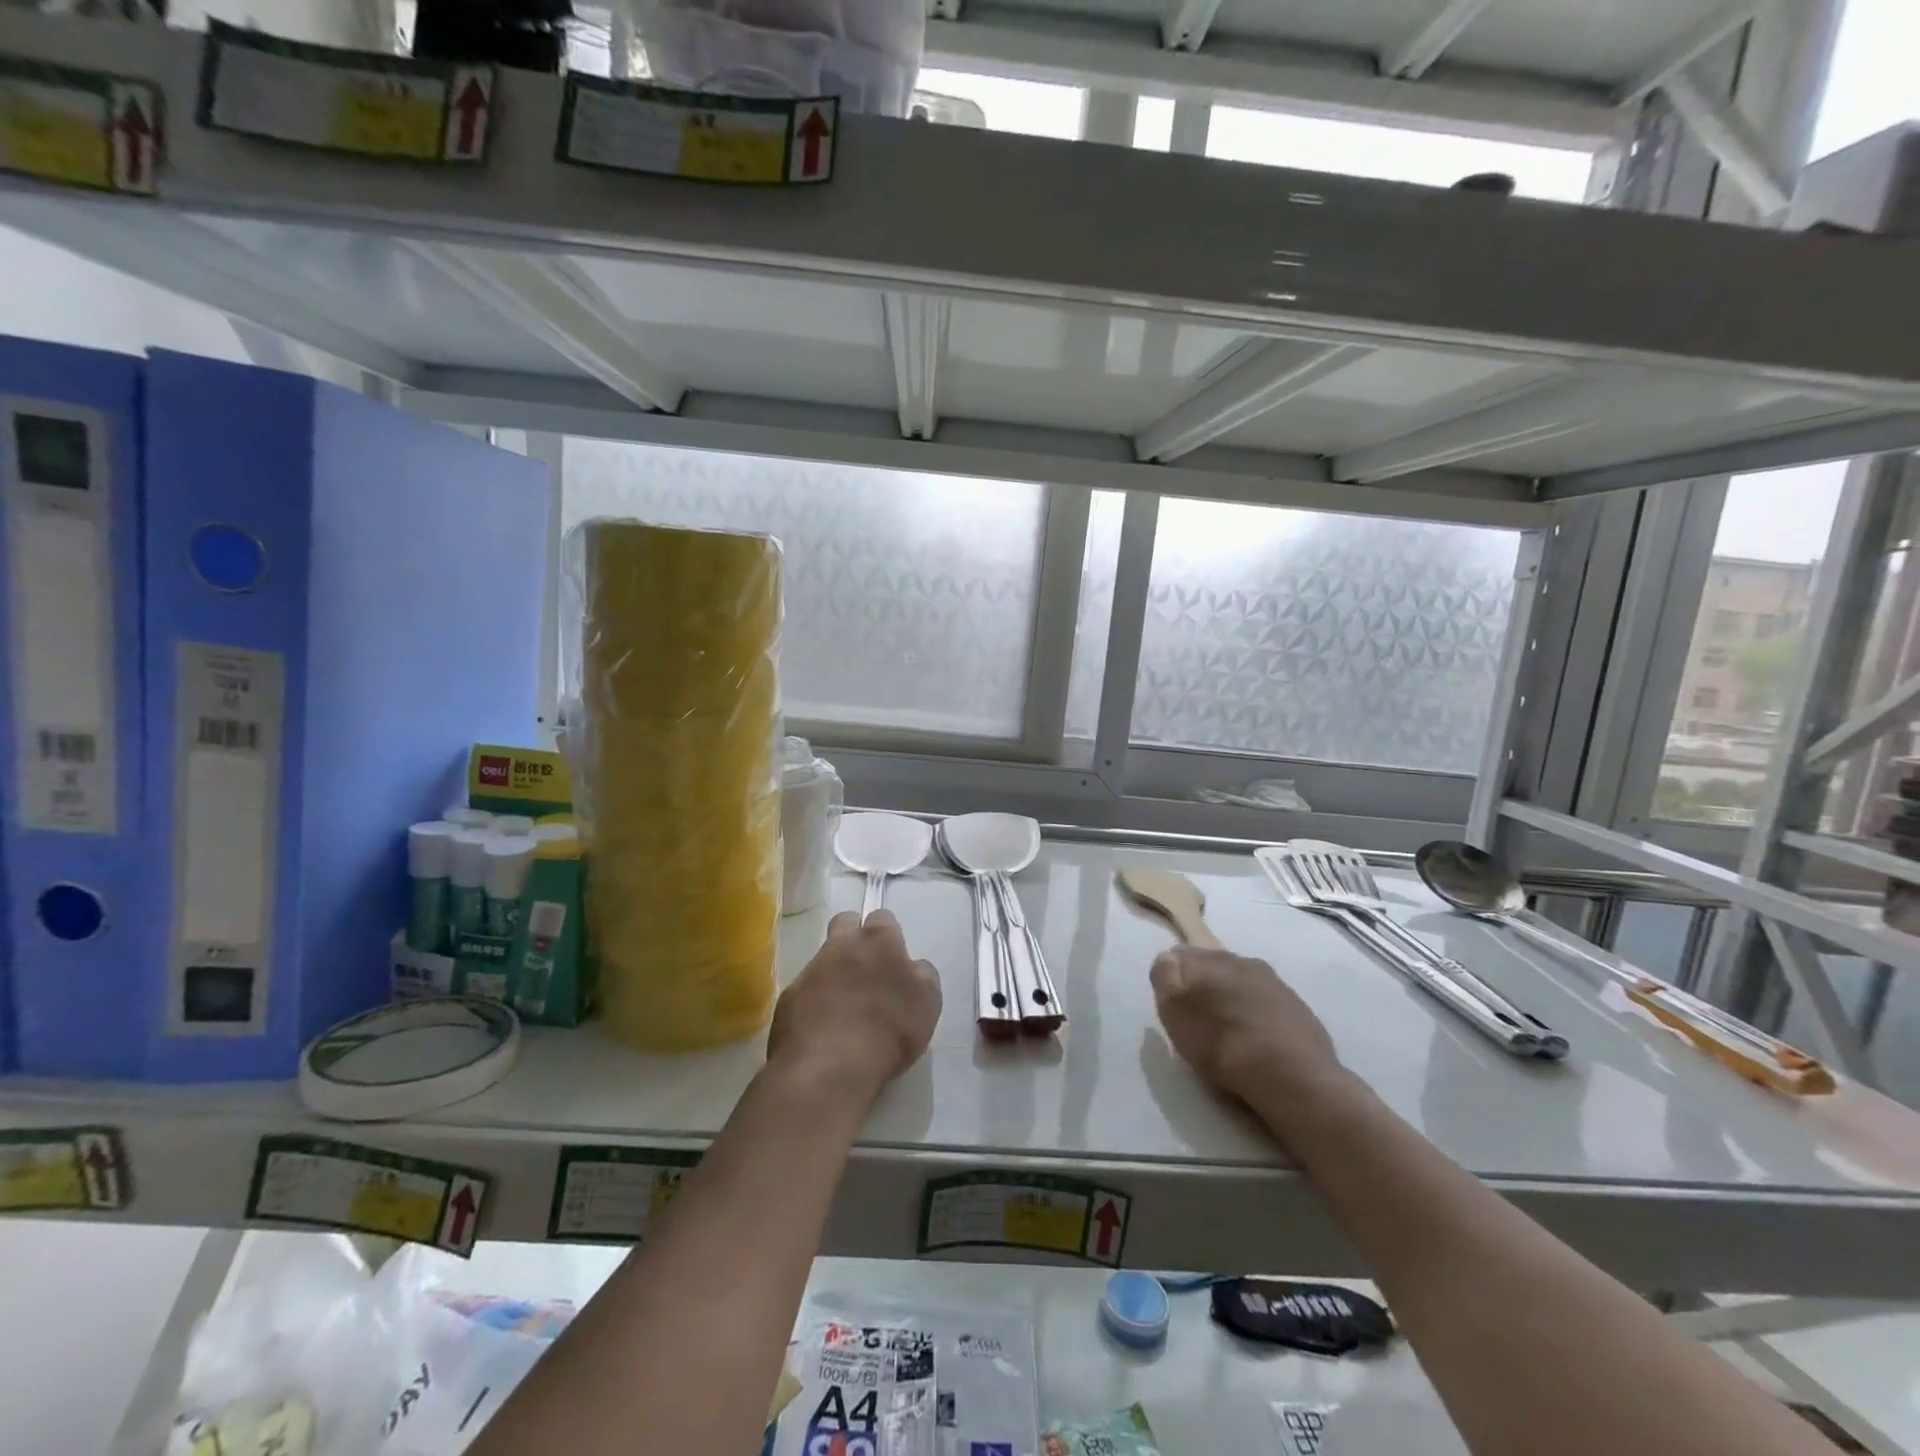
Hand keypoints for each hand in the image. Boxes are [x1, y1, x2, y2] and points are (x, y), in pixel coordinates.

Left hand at [767, 909, 941, 1105]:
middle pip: (845, 922)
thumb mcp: (927, 1004)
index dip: (889, 935)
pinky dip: (814, 1001)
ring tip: (845, 1004)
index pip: (883, 918)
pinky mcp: (789, 997)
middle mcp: (842, 946)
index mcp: (879, 941)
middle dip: (854, 935)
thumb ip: (923, 976)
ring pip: (823, 956)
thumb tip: (913, 967)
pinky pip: (804, 989)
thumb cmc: (888, 1032)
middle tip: (866, 968)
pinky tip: (823, 1027)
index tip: (893, 959)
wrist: (827, 1068)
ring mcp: (811, 970)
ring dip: (834, 971)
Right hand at [1150, 947, 1340, 1100]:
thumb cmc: (1222, 1044)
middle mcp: (1245, 962)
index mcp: (1212, 957)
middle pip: (1214, 967)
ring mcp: (1276, 985)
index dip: (1172, 977)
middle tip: (1196, 1019)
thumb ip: (1165, 977)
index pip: (1180, 955)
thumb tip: (1169, 961)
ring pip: (1243, 985)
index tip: (1171, 1004)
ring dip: (1233, 1000)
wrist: (1294, 1078)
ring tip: (1228, 1033)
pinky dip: (1258, 1019)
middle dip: (1203, 986)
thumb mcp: (1175, 1011)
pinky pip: (1268, 1007)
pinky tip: (1257, 1044)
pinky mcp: (1300, 1012)